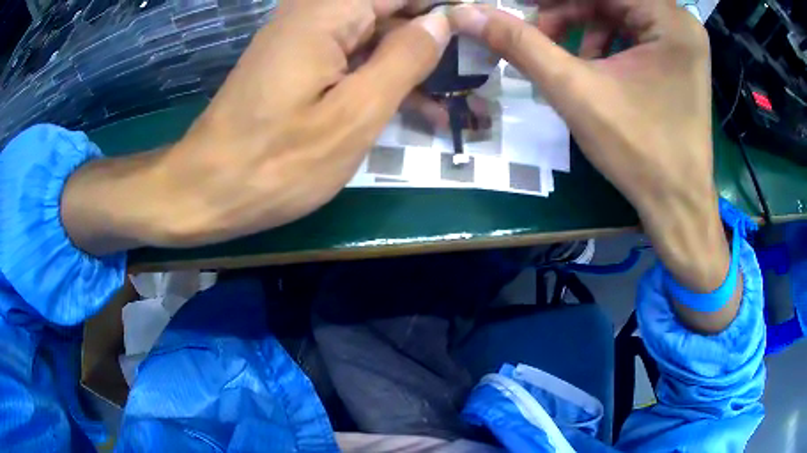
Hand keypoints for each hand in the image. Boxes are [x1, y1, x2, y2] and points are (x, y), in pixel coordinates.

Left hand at [63, 0, 450, 252]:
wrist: (206, 191)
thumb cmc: (276, 163)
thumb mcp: (354, 114)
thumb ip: (405, 58)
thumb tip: (442, 21)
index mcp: (329, 12)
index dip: (446, 8)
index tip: (480, 36)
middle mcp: (314, 12)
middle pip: (389, 11)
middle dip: (433, 40)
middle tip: (473, 78)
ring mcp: (303, 39)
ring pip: (375, 37)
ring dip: (413, 65)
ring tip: (456, 102)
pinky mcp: (297, 64)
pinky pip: (352, 58)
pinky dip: (383, 79)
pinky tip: (416, 108)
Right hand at [450, 0, 738, 331]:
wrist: (676, 205)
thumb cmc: (639, 152)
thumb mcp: (575, 91)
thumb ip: (521, 44)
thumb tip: (467, 13)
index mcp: (668, 19)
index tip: (522, 7)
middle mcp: (680, 22)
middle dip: (566, 10)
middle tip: (536, 32)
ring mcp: (681, 40)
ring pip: (617, 12)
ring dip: (581, 26)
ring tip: (560, 54)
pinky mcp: (677, 57)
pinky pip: (631, 31)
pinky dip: (603, 40)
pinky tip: (590, 64)